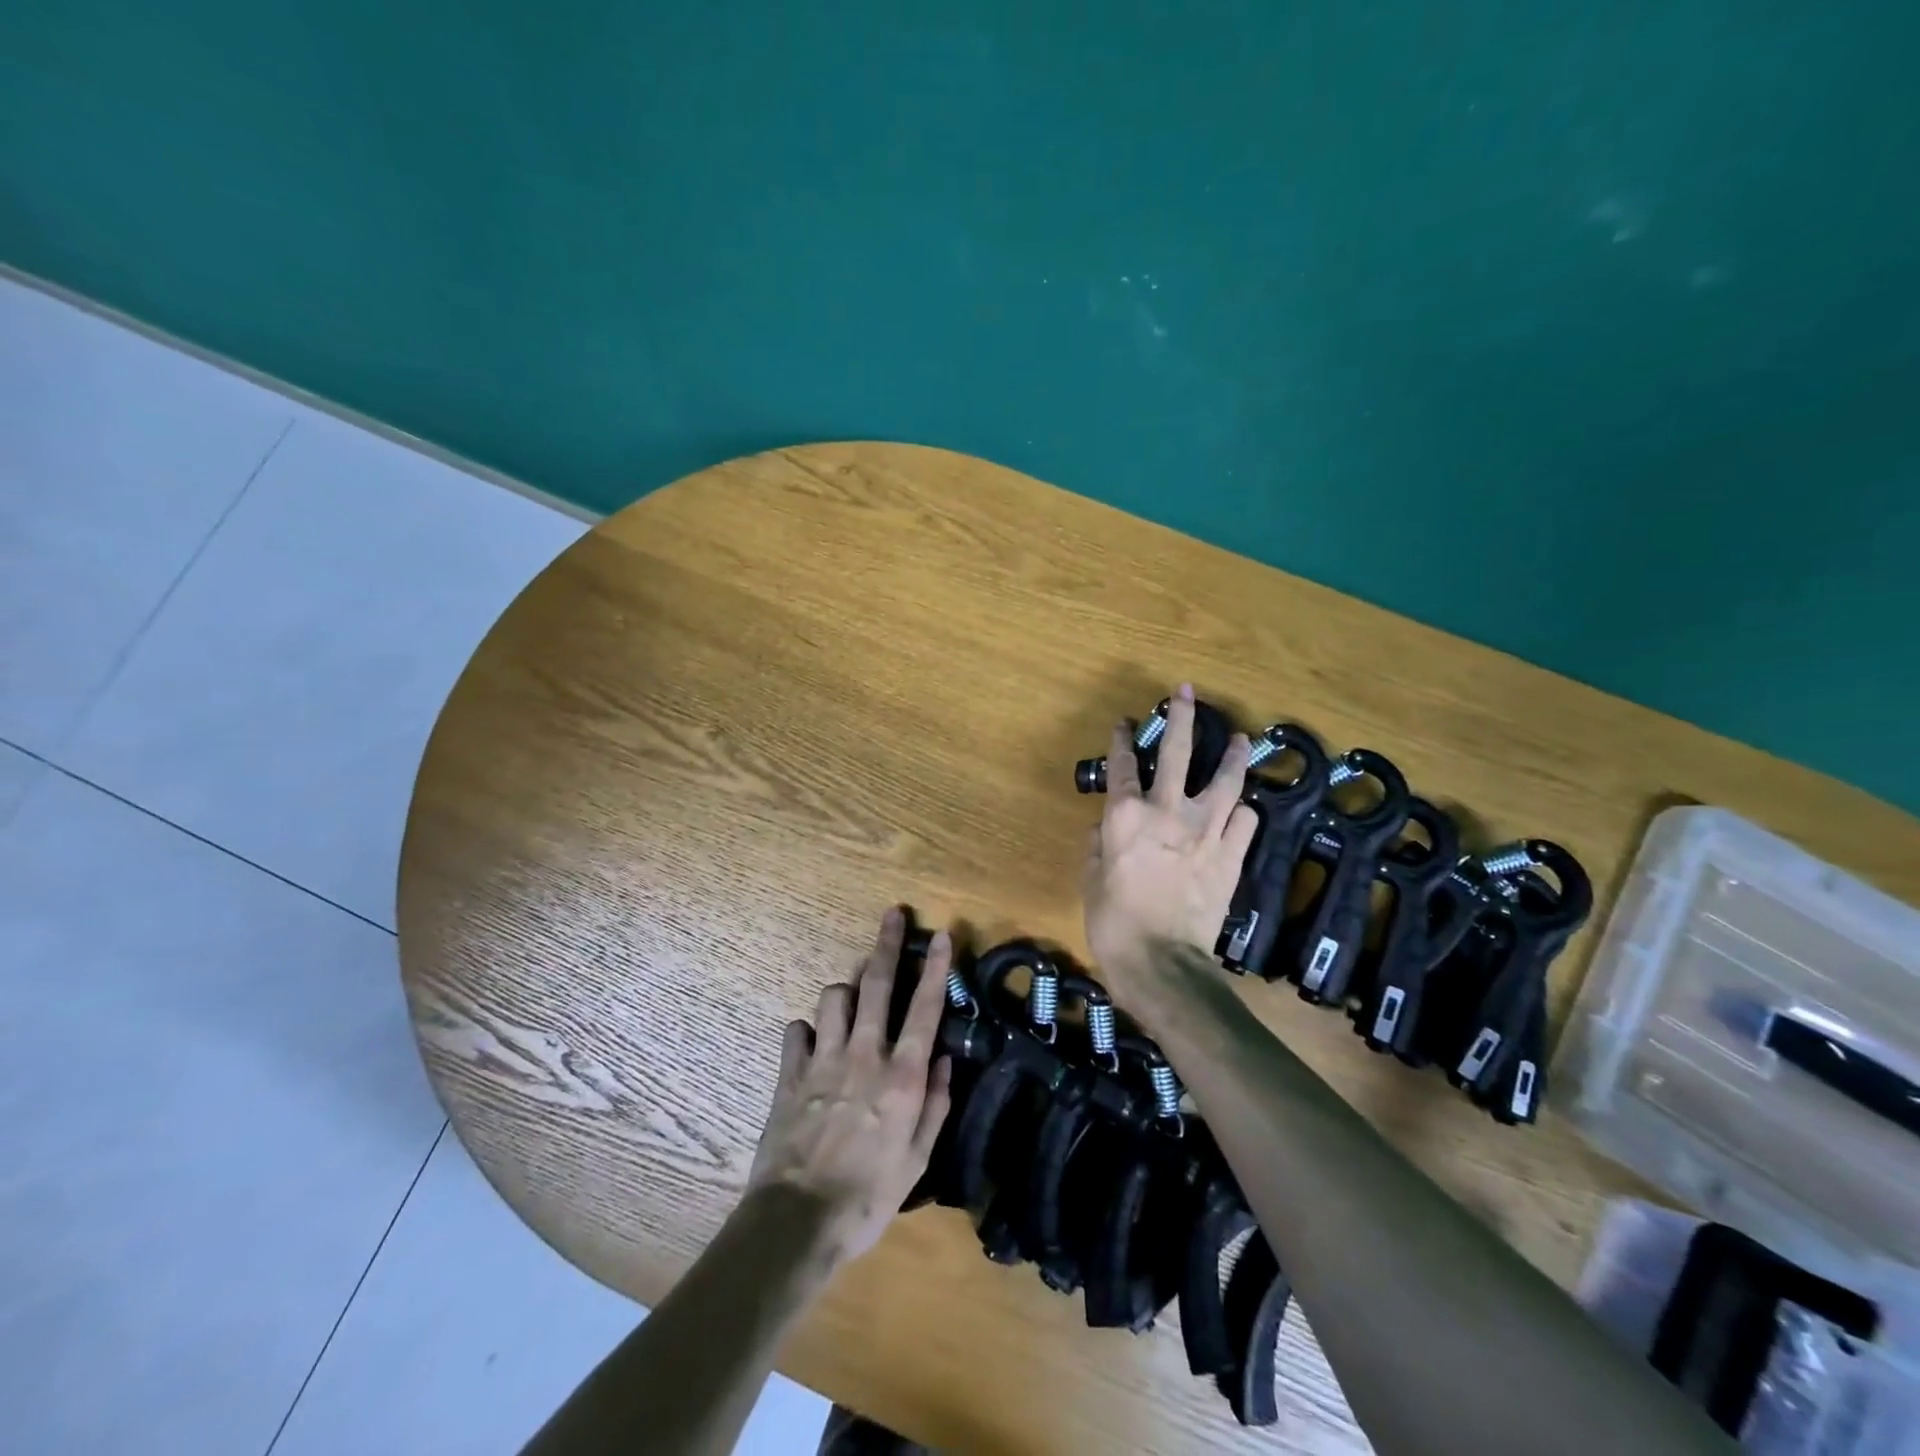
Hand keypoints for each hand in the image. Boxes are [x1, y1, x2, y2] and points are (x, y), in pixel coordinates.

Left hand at [747, 908, 953, 1267]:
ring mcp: (824, 1059)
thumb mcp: (918, 1160)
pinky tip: (814, 1042)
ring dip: (847, 990)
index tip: (943, 934)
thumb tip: (943, 1058)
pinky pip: (798, 1030)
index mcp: (902, 1075)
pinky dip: (809, 1030)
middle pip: (877, 983)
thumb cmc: (869, 1196)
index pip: (925, 1007)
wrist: (798, 1221)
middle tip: (893, 914)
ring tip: (854, 999)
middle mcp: (865, 1054)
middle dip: (887, 943)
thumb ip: (935, 1103)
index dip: (936, 966)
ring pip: (834, 997)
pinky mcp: (790, 1073)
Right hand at [1082, 683, 1257, 1006]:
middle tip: (1186, 692)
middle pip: (1179, 752)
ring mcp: (1205, 831)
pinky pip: (1244, 822)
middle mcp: (1167, 812)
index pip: (1122, 766)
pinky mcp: (1231, 856)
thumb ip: (1096, 848)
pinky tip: (1241, 809)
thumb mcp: (1090, 882)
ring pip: (1225, 780)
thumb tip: (1103, 831)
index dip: (1121, 741)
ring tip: (1240, 738)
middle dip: (1181, 717)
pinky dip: (1242, 812)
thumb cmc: (1114, 923)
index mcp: (1125, 816)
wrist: (1163, 963)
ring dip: (1233, 756)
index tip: (1123, 724)